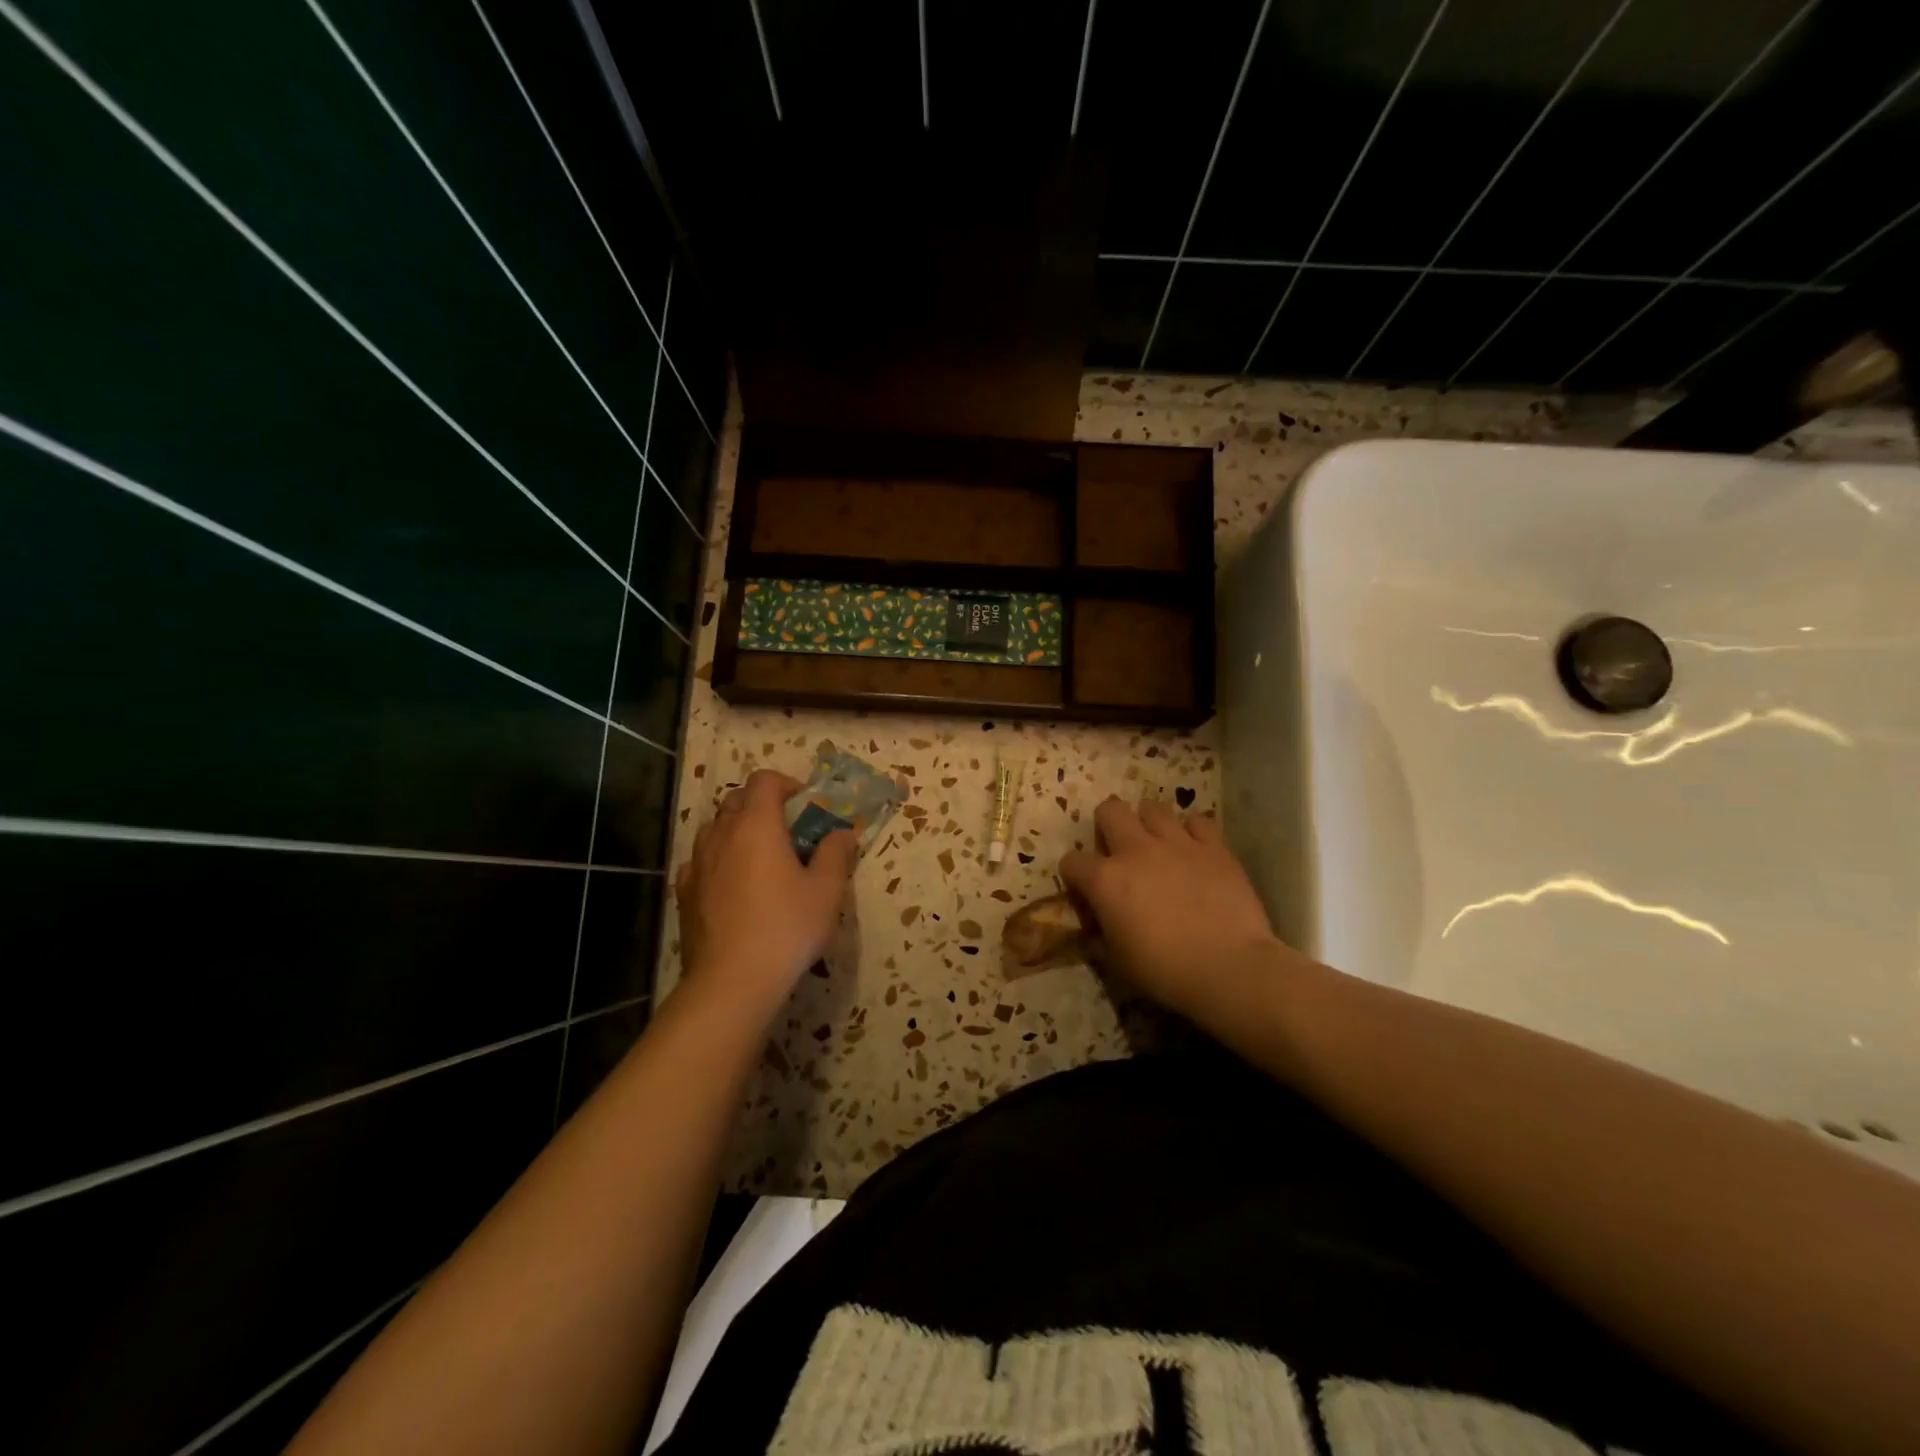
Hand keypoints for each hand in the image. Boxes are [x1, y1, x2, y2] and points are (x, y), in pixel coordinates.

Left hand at [675, 769, 857, 1024]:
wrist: (732, 981)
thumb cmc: (786, 927)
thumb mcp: (827, 890)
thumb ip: (836, 853)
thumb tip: (842, 833)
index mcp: (757, 825)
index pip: (764, 781)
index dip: (787, 784)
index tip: (805, 808)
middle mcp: (721, 835)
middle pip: (737, 800)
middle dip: (763, 806)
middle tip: (788, 833)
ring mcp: (697, 864)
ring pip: (715, 829)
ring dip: (737, 831)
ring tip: (760, 859)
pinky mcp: (684, 893)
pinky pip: (700, 861)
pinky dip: (718, 861)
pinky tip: (732, 886)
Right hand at [1060, 798, 1283, 1020]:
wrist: (1229, 968)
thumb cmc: (1165, 971)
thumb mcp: (1118, 962)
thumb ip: (1101, 937)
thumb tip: (1095, 931)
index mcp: (1105, 880)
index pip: (1072, 861)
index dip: (1074, 875)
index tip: (1085, 890)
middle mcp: (1135, 850)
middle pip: (1110, 810)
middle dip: (1108, 825)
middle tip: (1119, 849)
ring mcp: (1176, 843)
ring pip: (1153, 807)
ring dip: (1149, 822)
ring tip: (1157, 843)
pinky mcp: (1213, 846)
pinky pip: (1197, 821)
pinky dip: (1192, 831)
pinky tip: (1194, 848)